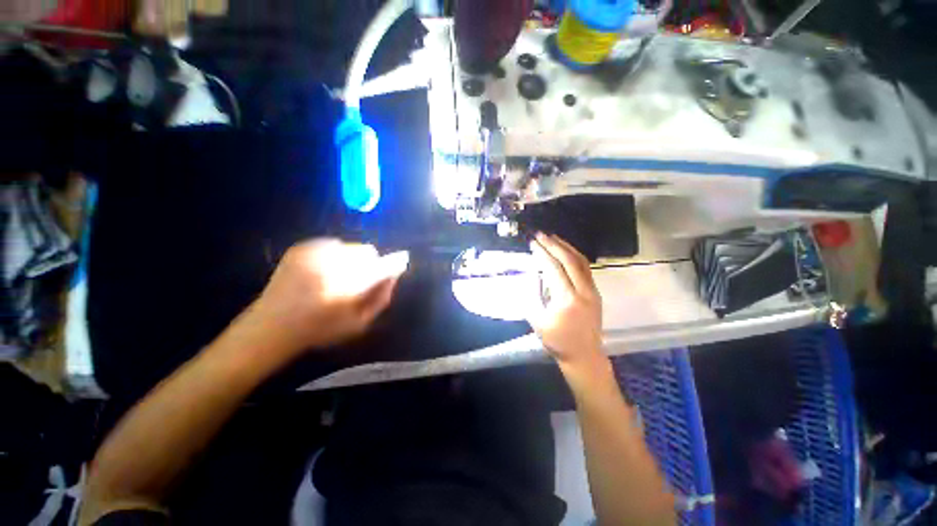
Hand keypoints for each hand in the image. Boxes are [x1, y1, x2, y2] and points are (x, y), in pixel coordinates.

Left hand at [249, 239, 408, 354]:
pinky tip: (323, 271)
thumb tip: (394, 276)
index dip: (395, 262)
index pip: (383, 265)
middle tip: (357, 280)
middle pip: (368, 251)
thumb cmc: (320, 329)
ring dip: (352, 259)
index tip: (402, 259)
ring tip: (338, 277)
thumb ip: (381, 298)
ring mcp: (315, 252)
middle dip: (369, 264)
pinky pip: (333, 243)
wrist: (271, 326)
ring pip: (351, 246)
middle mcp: (333, 264)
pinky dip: (335, 255)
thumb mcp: (359, 323)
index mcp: (349, 286)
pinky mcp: (303, 246)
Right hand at [527, 234, 605, 370]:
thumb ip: (533, 296)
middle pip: (568, 260)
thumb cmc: (557, 341)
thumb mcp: (537, 321)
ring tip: (553, 237)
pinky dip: (574, 256)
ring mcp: (592, 291)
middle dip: (553, 245)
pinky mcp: (595, 292)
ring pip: (580, 262)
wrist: (584, 355)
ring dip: (566, 247)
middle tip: (541, 234)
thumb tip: (533, 276)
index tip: (533, 243)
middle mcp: (583, 291)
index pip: (553, 268)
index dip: (542, 253)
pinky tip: (566, 251)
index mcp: (567, 299)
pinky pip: (585, 268)